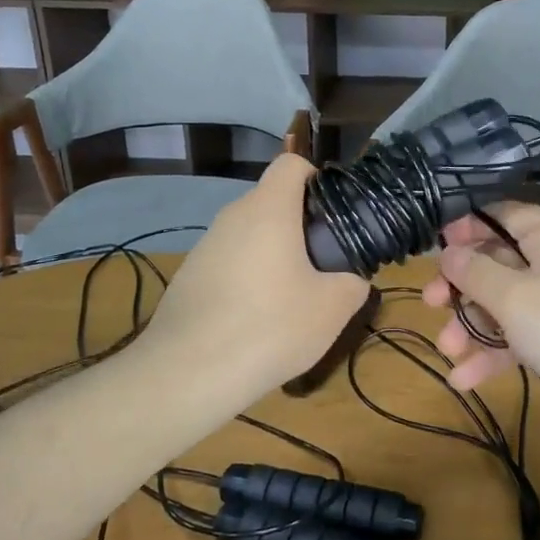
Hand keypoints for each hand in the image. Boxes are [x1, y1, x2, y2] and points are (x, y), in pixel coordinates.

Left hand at [145, 154, 368, 388]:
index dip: (317, 179)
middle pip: (271, 202)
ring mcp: (204, 247)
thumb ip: (353, 283)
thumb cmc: (270, 327)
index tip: (333, 216)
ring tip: (290, 300)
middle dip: (299, 225)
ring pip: (249, 235)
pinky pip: (228, 263)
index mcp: (268, 210)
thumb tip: (352, 280)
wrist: (187, 374)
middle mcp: (232, 217)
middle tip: (322, 265)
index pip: (291, 164)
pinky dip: (246, 279)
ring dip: (272, 255)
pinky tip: (254, 321)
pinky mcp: (187, 277)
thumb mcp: (332, 309)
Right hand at [422, 203, 539, 397]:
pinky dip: (499, 351)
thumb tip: (447, 251)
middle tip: (429, 305)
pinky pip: (527, 331)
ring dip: (475, 326)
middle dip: (461, 288)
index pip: (498, 213)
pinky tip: (466, 380)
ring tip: (447, 354)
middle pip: (498, 261)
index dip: (463, 227)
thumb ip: (475, 273)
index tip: (434, 250)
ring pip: (509, 301)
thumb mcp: (515, 299)